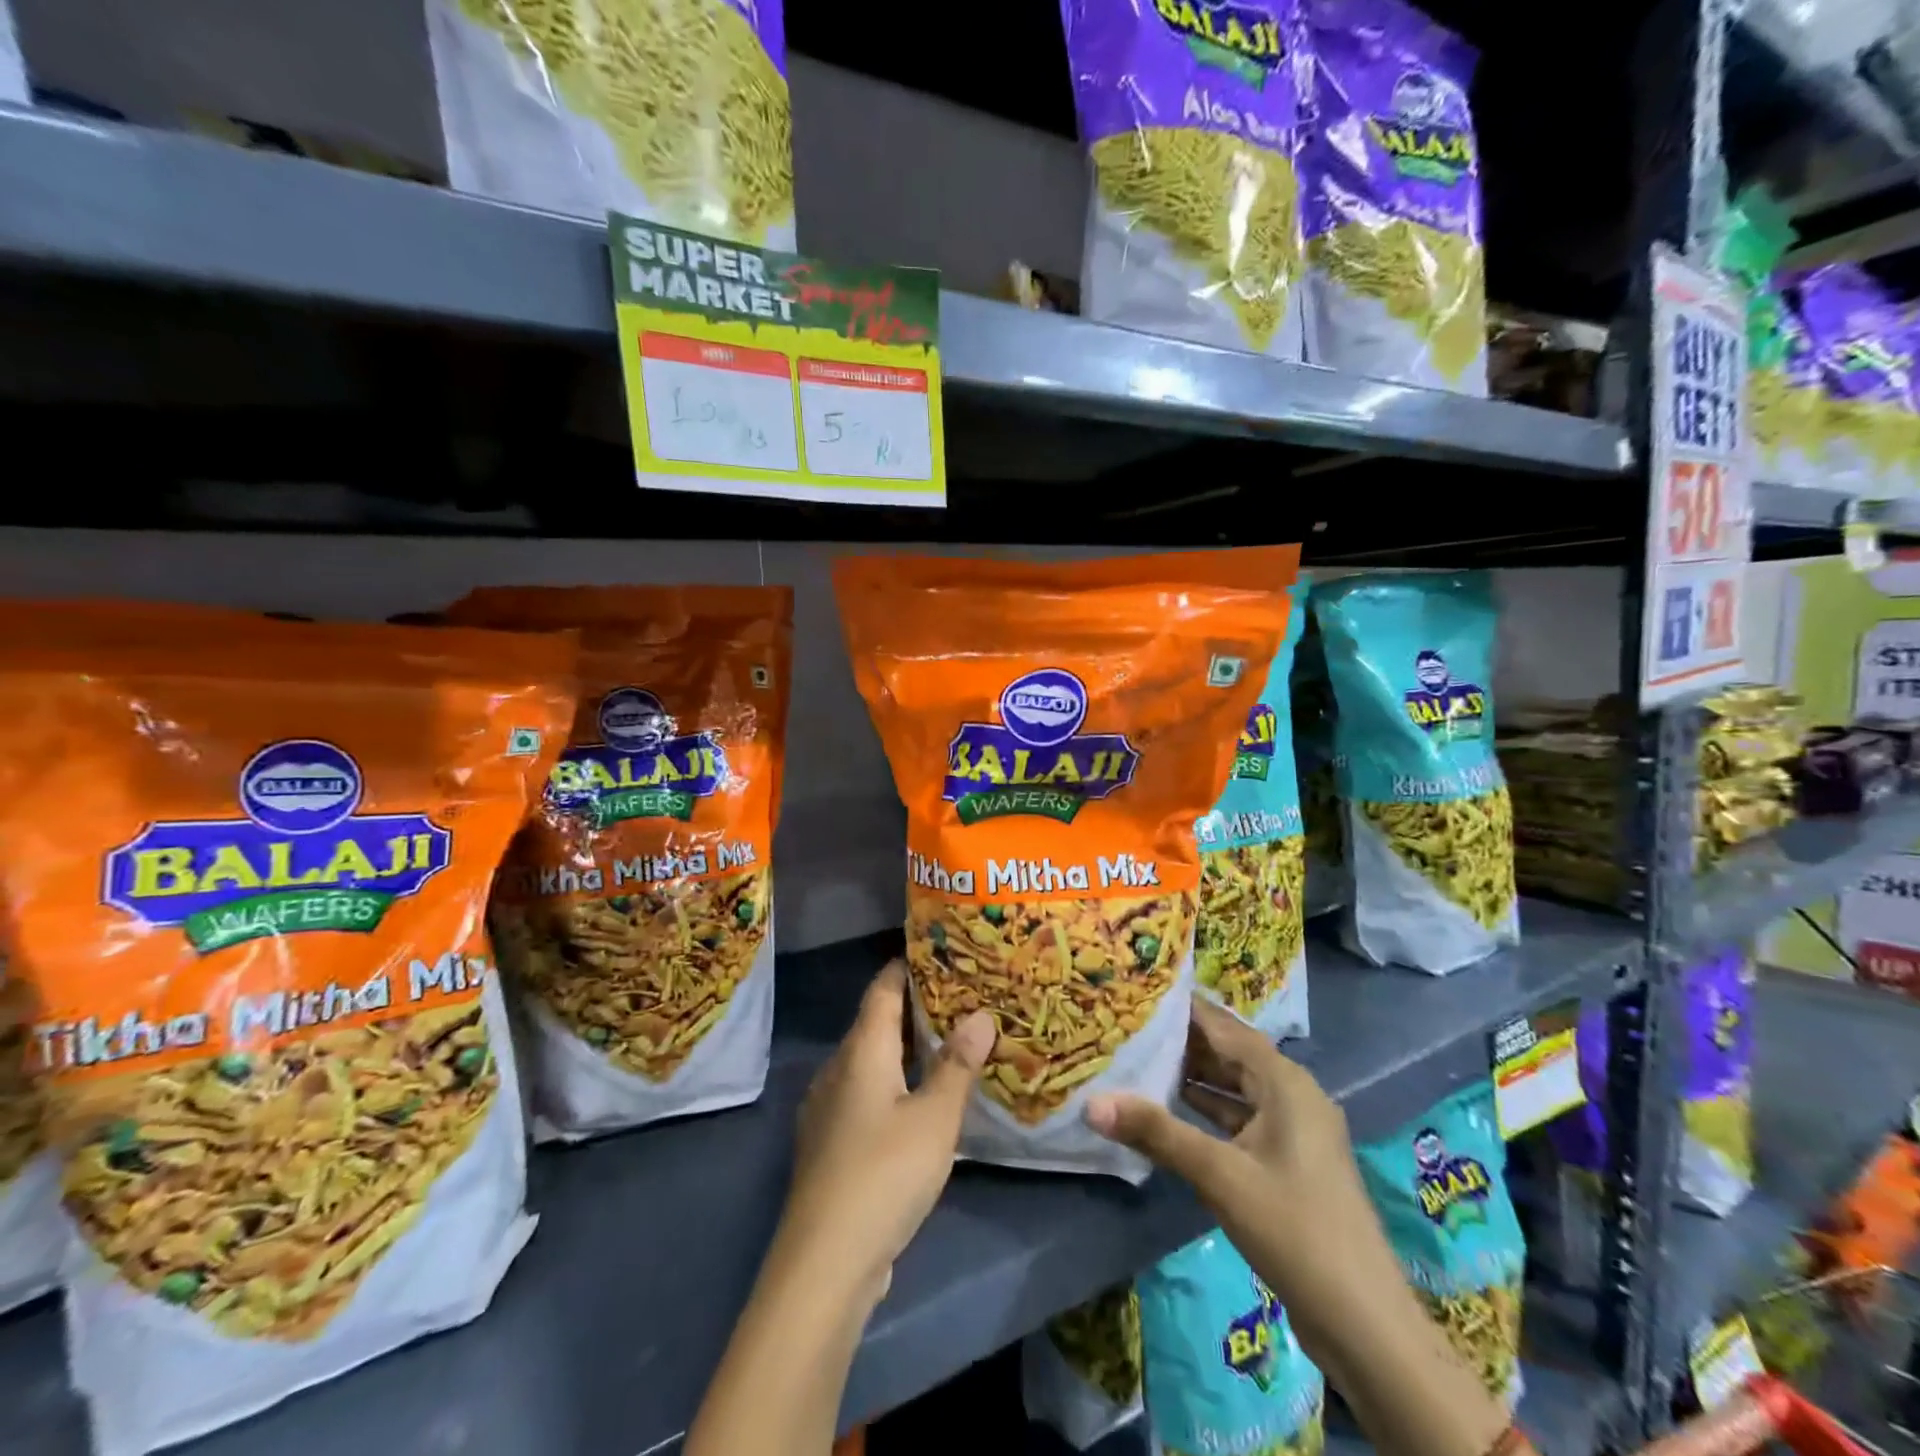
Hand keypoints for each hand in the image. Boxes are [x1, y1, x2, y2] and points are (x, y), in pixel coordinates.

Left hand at [772, 959, 995, 1308]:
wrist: (824, 1261)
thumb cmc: (885, 1173)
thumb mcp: (935, 1118)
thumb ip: (957, 1065)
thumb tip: (980, 1014)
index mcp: (861, 1050)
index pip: (882, 990)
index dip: (906, 967)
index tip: (937, 952)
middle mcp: (838, 1068)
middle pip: (876, 1023)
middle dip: (914, 1009)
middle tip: (960, 999)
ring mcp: (828, 1108)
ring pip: (870, 1061)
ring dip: (905, 1050)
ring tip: (947, 1045)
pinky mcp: (829, 1143)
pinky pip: (864, 1093)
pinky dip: (893, 1083)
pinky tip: (918, 1102)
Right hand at [1084, 1000, 1393, 1320]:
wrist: (1364, 1323)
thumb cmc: (1294, 1228)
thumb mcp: (1218, 1174)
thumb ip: (1155, 1132)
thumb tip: (1091, 1103)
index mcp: (1284, 1081)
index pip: (1224, 1026)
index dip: (1183, 1008)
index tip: (1138, 989)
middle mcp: (1292, 1094)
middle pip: (1230, 1053)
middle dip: (1183, 1040)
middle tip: (1129, 1023)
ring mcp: (1293, 1130)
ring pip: (1235, 1087)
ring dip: (1193, 1075)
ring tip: (1139, 1058)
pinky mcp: (1289, 1162)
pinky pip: (1240, 1118)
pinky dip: (1207, 1110)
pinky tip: (1171, 1110)